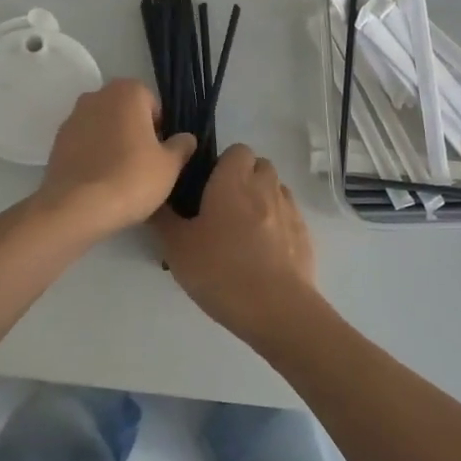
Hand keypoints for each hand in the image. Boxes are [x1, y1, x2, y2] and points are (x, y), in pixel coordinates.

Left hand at [35, 79, 195, 239]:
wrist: (77, 208)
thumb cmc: (131, 178)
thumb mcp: (170, 166)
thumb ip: (181, 146)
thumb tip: (186, 138)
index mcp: (128, 91)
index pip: (153, 104)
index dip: (160, 129)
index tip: (160, 154)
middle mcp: (97, 96)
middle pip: (126, 112)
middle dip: (135, 132)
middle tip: (143, 164)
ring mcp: (73, 117)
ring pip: (103, 127)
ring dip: (112, 143)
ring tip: (120, 176)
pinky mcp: (57, 141)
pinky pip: (84, 143)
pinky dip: (93, 155)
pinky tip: (99, 180)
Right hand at [151, 144, 318, 346]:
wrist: (276, 310)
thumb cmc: (221, 271)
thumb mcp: (177, 248)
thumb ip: (164, 219)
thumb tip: (154, 199)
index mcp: (234, 182)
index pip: (237, 150)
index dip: (224, 163)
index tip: (208, 185)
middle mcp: (265, 187)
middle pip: (260, 166)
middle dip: (245, 178)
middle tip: (224, 207)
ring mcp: (290, 211)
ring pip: (277, 190)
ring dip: (263, 199)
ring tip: (245, 230)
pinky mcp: (305, 236)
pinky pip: (290, 217)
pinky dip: (278, 224)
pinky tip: (264, 251)